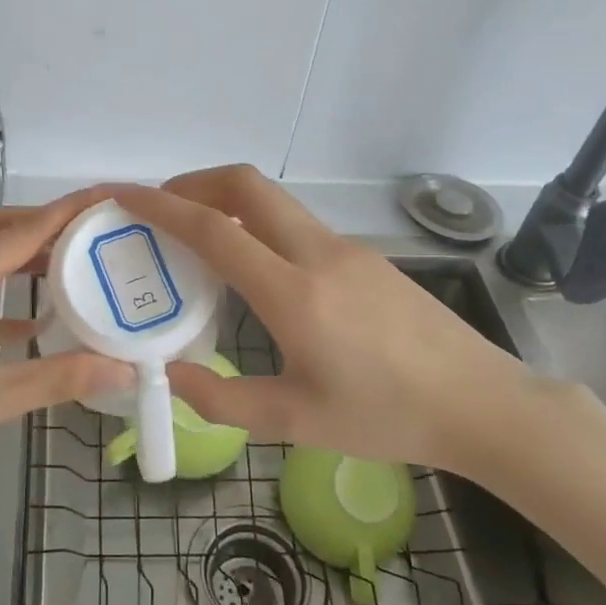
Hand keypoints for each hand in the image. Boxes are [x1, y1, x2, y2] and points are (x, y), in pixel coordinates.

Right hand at [113, 166, 559, 477]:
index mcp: (293, 293)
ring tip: (198, 238)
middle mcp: (317, 253)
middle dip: (194, 182)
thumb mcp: (295, 422)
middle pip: (246, 184)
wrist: (481, 404)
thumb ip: (222, 399)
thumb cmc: (386, 417)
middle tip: (160, 207)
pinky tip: (255, 268)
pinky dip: (258, 224)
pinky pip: (296, 224)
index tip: (124, 196)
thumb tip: (170, 372)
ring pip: (273, 200)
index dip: (161, 207)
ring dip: (227, 202)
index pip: (214, 229)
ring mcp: (346, 248)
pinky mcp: (364, 255)